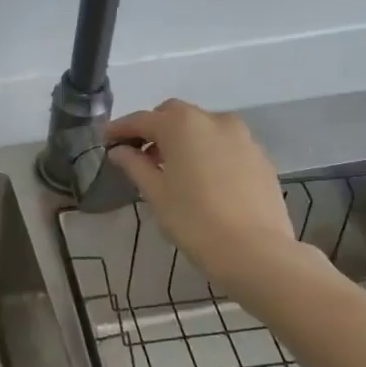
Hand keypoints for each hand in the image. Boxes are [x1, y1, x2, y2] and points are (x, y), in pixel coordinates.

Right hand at [107, 99, 316, 303]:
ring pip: (202, 127)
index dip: (120, 129)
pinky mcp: (259, 156)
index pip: (141, 120)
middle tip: (139, 154)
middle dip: (154, 129)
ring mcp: (242, 136)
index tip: (105, 140)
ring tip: (172, 167)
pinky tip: (202, 178)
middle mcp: (213, 120)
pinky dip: (207, 151)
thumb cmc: (194, 220)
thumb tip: (120, 151)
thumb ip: (135, 165)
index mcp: (181, 125)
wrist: (255, 251)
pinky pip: (224, 144)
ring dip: (183, 139)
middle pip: (174, 115)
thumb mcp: (156, 193)